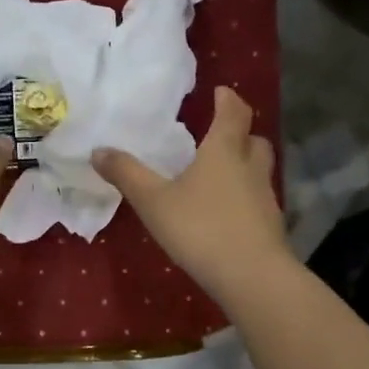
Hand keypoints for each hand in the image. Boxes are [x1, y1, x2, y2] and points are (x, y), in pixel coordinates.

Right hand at [94, 86, 291, 303]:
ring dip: (244, 166)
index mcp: (224, 151)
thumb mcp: (154, 201)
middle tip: (220, 135)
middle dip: (240, 133)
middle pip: (254, 140)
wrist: (252, 276)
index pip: (233, 113)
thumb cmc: (201, 228)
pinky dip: (245, 198)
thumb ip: (127, 175)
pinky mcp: (271, 226)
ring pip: (259, 170)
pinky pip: (257, 200)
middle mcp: (250, 167)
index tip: (220, 92)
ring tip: (220, 175)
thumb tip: (98, 150)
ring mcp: (265, 198)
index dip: (228, 99)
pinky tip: (226, 214)